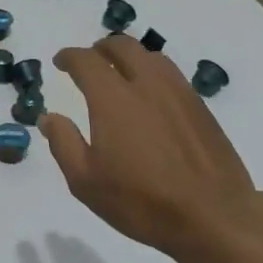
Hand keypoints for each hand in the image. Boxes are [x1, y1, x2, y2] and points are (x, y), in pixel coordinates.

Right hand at [43, 35, 262, 261]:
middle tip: (90, 60)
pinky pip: (171, 74)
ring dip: (129, 56)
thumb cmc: (141, 201)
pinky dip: (153, 71)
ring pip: (151, 56)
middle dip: (101, 47)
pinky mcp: (200, 107)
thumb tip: (50, 117)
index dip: (69, 56)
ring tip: (120, 72)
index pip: (86, 61)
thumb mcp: (86, 182)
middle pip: (122, 46)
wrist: (213, 216)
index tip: (61, 62)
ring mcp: (178, 92)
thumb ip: (64, 143)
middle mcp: (146, 84)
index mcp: (113, 98)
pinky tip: (151, 94)